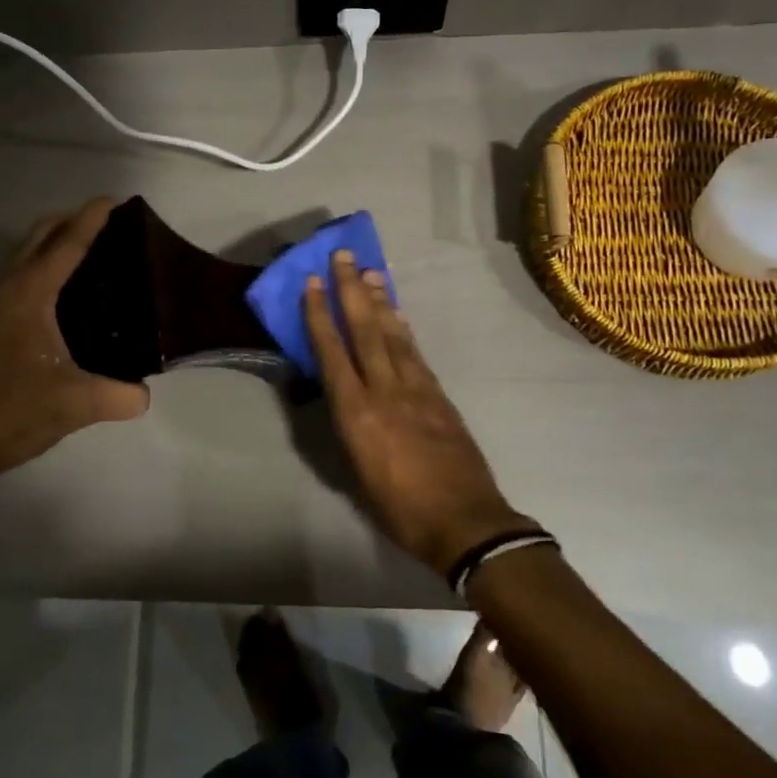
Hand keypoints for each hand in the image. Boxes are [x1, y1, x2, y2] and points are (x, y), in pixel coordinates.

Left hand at [0, 198, 149, 480]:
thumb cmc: (14, 411)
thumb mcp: (77, 403)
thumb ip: (120, 395)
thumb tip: (145, 394)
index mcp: (29, 294)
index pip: (66, 244)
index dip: (92, 219)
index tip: (115, 199)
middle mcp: (7, 289)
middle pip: (39, 236)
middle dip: (71, 220)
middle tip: (108, 223)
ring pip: (24, 254)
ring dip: (53, 242)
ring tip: (90, 250)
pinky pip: (18, 275)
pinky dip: (41, 264)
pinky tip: (62, 292)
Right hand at [303, 251, 532, 576]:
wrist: (465, 522)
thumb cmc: (400, 509)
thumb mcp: (357, 473)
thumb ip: (349, 428)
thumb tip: (343, 399)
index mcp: (356, 414)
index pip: (331, 353)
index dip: (319, 315)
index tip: (311, 283)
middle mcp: (384, 391)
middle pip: (364, 330)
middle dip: (350, 290)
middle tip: (343, 256)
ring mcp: (416, 389)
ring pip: (392, 334)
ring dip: (379, 300)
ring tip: (370, 271)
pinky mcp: (438, 394)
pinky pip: (415, 351)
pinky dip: (403, 328)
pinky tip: (396, 313)